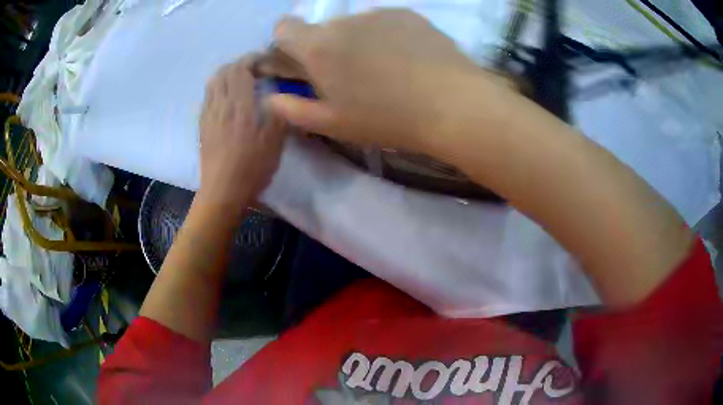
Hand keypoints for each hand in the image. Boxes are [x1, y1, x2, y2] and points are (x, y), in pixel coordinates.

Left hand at [198, 56, 285, 215]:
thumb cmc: (251, 168)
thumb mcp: (275, 142)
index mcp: (240, 105)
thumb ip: (278, 112)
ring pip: (213, 82)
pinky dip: (218, 87)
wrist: (222, 191)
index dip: (253, 59)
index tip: (265, 60)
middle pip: (224, 71)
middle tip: (255, 69)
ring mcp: (208, 114)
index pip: (241, 68)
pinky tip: (226, 97)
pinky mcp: (202, 125)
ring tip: (240, 79)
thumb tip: (279, 93)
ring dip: (226, 73)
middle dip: (240, 63)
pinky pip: (207, 96)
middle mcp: (221, 104)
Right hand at [266, 9, 515, 153]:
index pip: (284, 27)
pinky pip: (385, 22)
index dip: (287, 42)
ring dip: (359, 41)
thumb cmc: (386, 119)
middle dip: (328, 47)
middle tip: (352, 76)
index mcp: (319, 46)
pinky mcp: (408, 14)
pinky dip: (387, 36)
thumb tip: (272, 98)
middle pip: (324, 29)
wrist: (452, 104)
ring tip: (386, 69)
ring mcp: (379, 14)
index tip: (303, 62)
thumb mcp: (333, 124)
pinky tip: (408, 59)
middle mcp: (344, 21)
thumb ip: (294, 110)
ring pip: (356, 25)